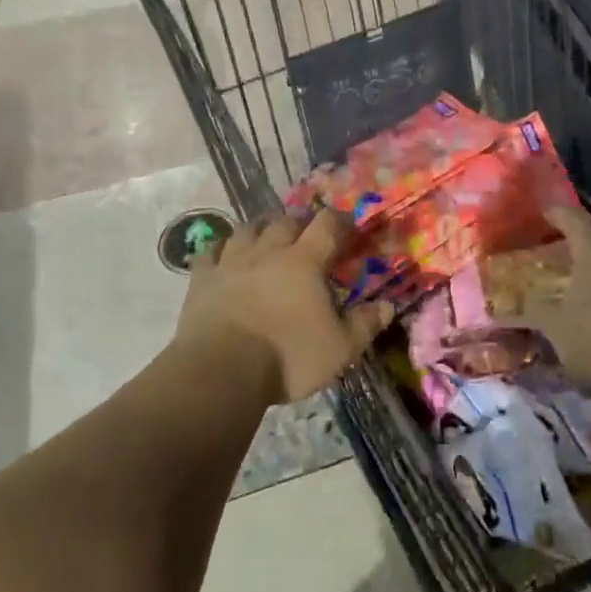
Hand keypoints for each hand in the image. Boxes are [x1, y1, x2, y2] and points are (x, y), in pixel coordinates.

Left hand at [175, 210, 394, 404]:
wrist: (221, 371)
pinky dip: (220, 249)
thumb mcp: (339, 349)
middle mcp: (269, 250)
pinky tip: (224, 255)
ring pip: (247, 228)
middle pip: (286, 220)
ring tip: (267, 234)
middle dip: (300, 221)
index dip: (340, 220)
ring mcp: (232, 261)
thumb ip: (364, 324)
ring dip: (261, 227)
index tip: (348, 226)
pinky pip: (210, 251)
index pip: (327, 224)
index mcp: (305, 261)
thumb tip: (388, 306)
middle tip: (307, 232)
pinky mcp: (202, 278)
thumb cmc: (287, 358)